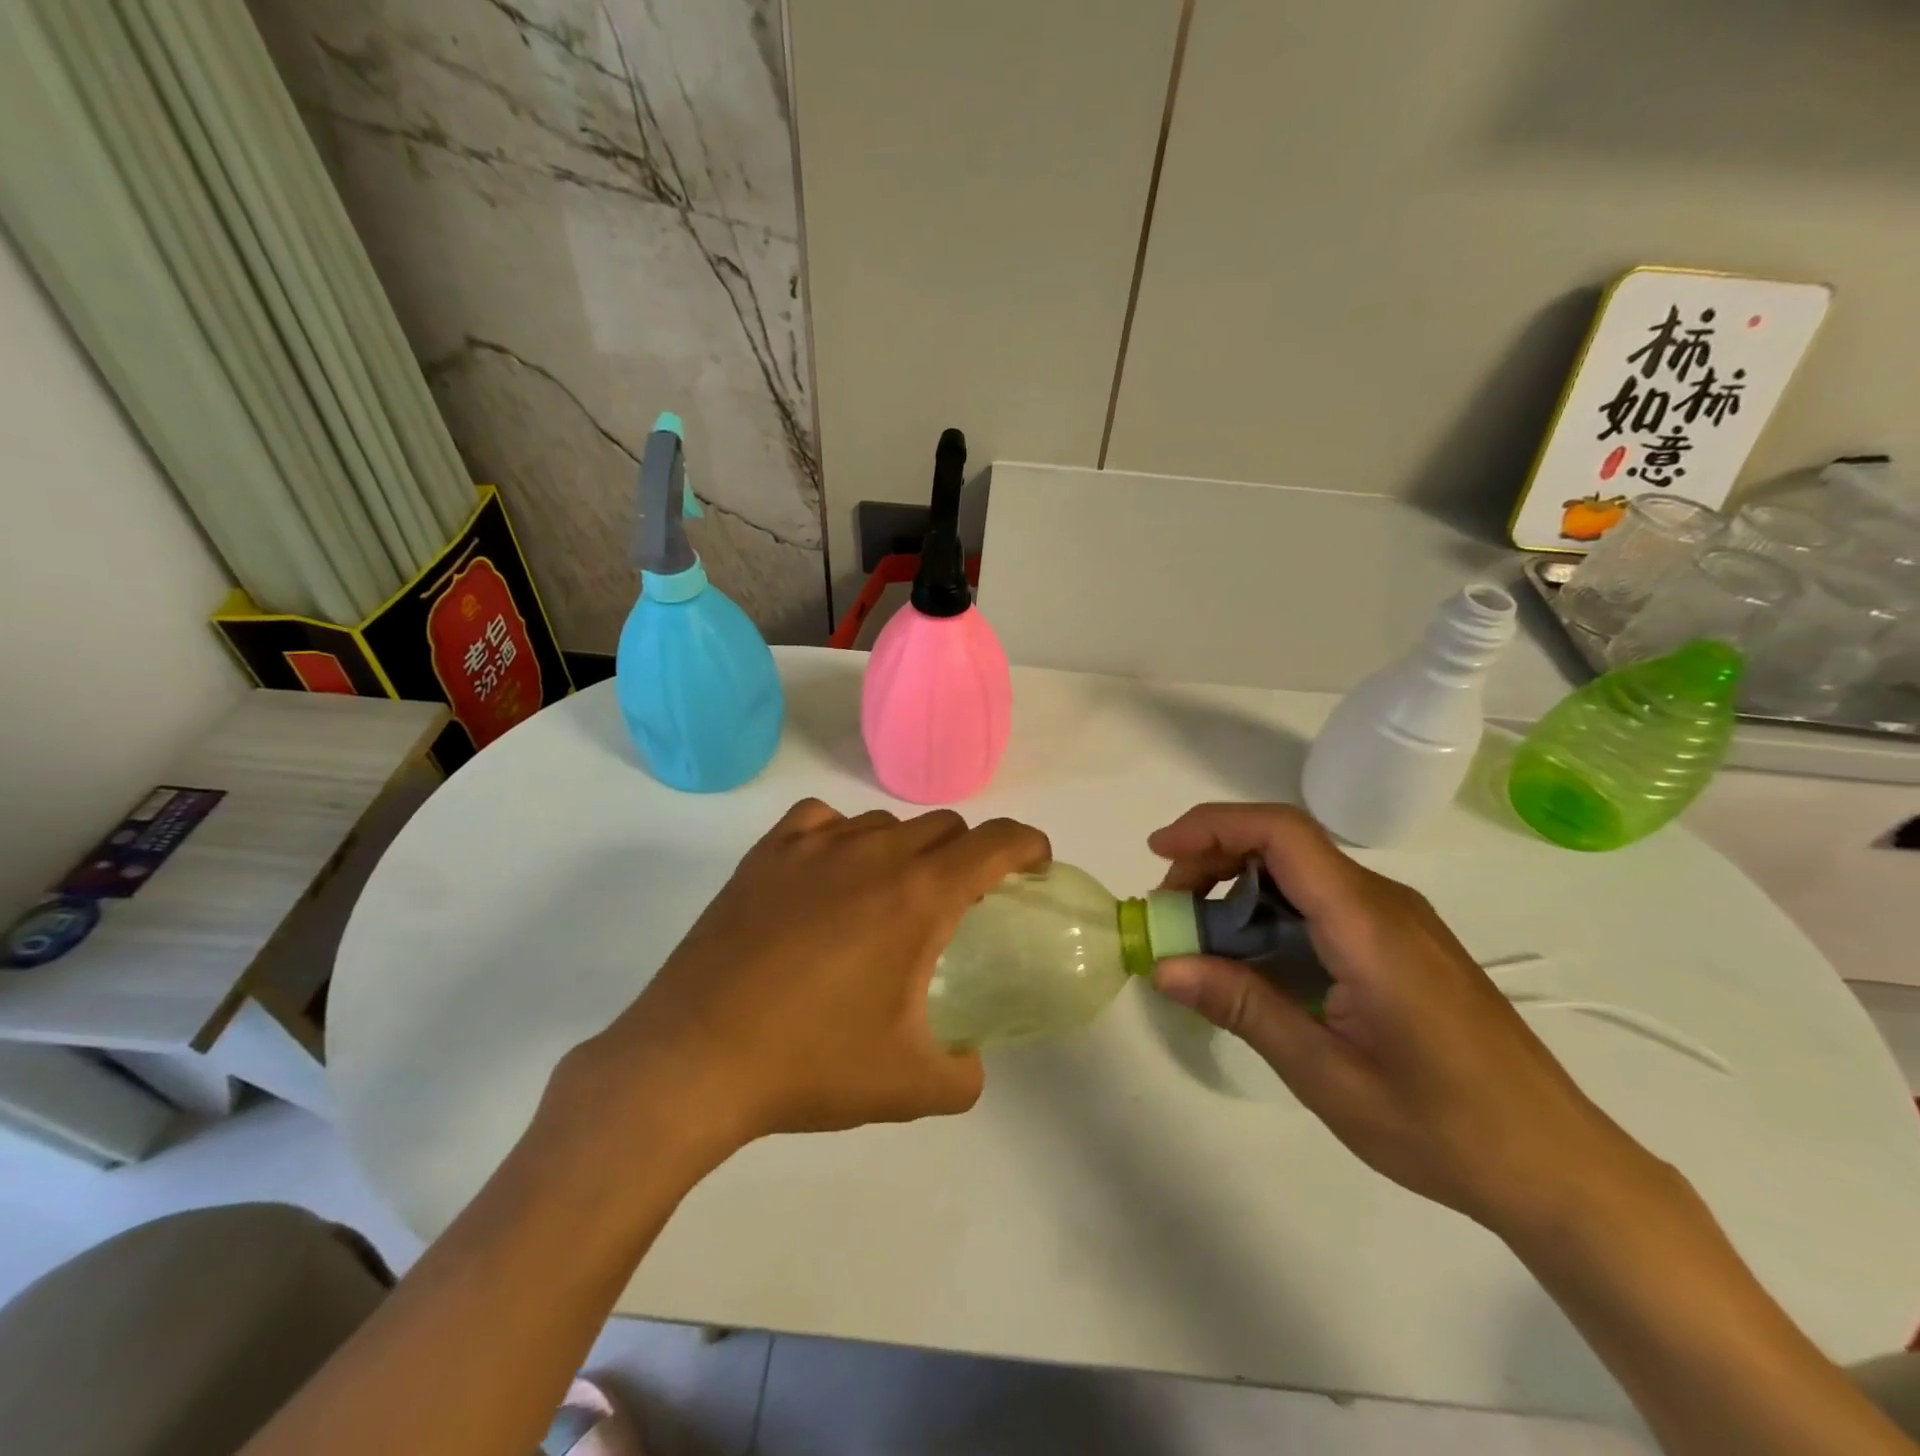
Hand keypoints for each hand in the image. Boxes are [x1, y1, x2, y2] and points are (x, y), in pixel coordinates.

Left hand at [561, 799, 1049, 1163]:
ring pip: (884, 824)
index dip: (1027, 844)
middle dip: (968, 855)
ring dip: (906, 849)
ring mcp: (813, 848)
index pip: (994, 842)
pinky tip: (832, 871)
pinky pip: (821, 819)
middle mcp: (872, 854)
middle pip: (943, 827)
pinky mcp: (765, 856)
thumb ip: (964, 1074)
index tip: (1035, 863)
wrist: (695, 1061)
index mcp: (918, 896)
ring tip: (891, 897)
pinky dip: (842, 835)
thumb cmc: (811, 1066)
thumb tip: (970, 1063)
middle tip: (961, 901)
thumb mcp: (910, 1086)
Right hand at [1148, 803, 1663, 1235]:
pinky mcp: (1402, 942)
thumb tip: (1164, 965)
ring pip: (1300, 871)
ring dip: (1238, 889)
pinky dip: (1270, 913)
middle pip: (1283, 843)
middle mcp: (1384, 903)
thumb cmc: (1445, 1128)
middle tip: (1171, 915)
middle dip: (1212, 860)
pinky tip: (1255, 963)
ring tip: (1201, 943)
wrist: (1562, 1167)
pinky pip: (1322, 902)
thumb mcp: (1326, 1076)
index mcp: (1368, 926)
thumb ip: (1243, 1008)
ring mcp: (1398, 920)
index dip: (1212, 827)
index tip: (1158, 854)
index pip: (1282, 834)